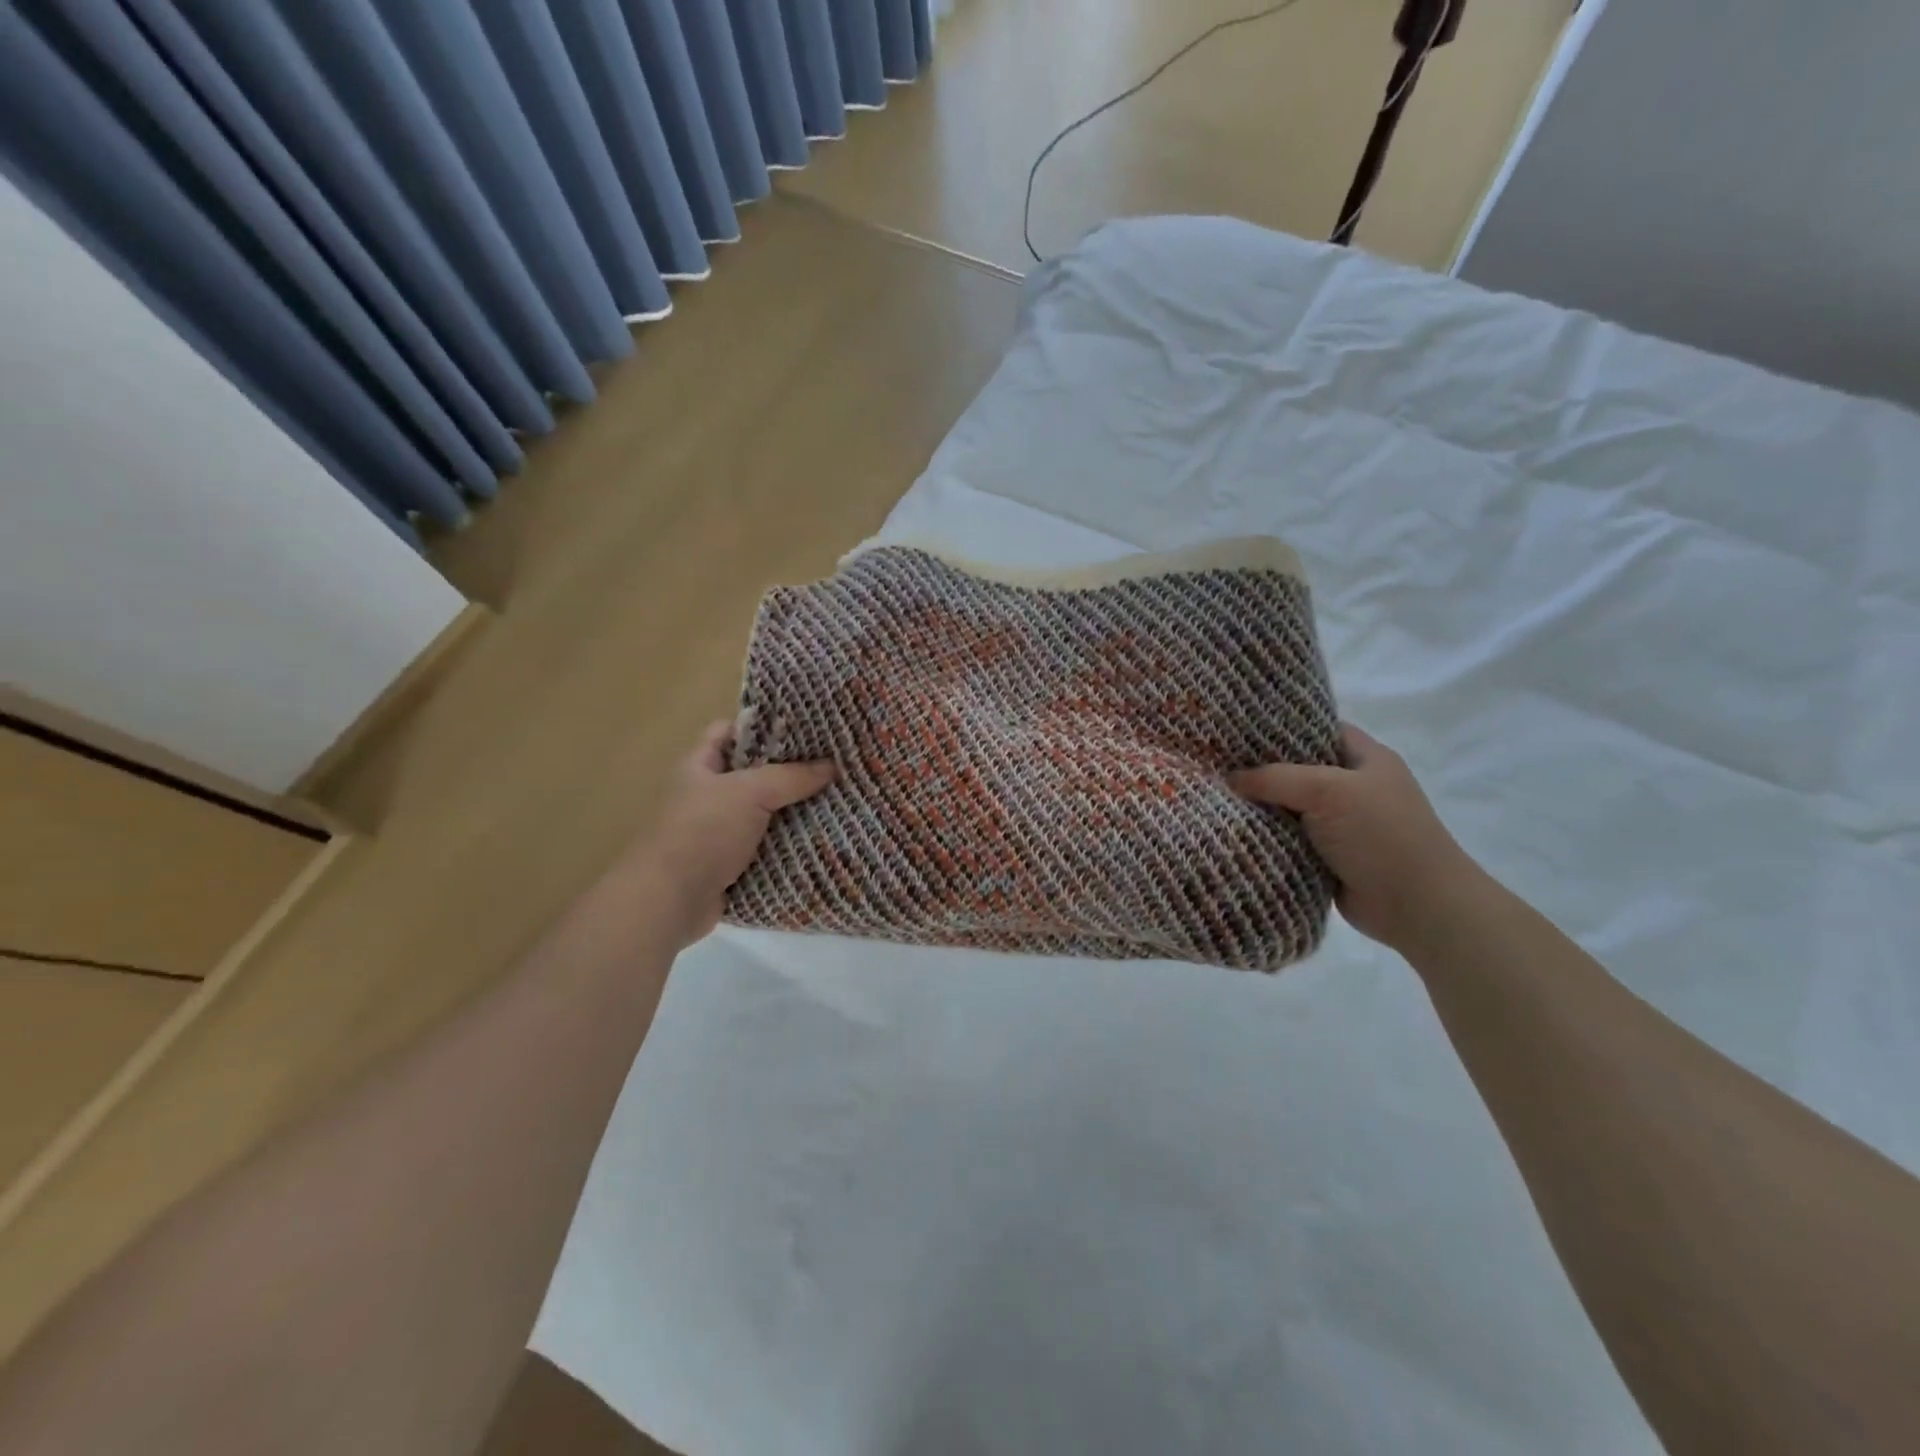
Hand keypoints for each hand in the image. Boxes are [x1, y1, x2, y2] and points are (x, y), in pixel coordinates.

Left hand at [632, 721, 835, 947]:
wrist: (671, 900)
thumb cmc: (704, 831)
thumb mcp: (750, 792)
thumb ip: (792, 776)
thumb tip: (833, 767)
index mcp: (701, 766)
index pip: (730, 731)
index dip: (762, 726)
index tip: (804, 728)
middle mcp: (709, 795)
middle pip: (755, 774)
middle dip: (792, 771)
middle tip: (834, 765)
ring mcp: (720, 832)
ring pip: (766, 813)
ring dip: (796, 812)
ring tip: (838, 800)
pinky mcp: (732, 865)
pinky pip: (768, 848)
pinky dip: (791, 846)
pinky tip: (824, 839)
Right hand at [1229, 723, 1485, 953]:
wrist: (1418, 907)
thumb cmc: (1381, 835)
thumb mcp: (1327, 791)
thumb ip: (1275, 778)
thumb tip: (1230, 779)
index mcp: (1366, 758)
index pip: (1317, 729)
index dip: (1279, 727)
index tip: (1236, 729)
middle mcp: (1354, 786)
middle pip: (1297, 768)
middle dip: (1260, 769)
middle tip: (1214, 763)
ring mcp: (1342, 824)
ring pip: (1289, 806)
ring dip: (1260, 807)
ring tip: (1213, 795)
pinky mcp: (1329, 856)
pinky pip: (1289, 838)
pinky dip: (1266, 837)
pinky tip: (1233, 830)